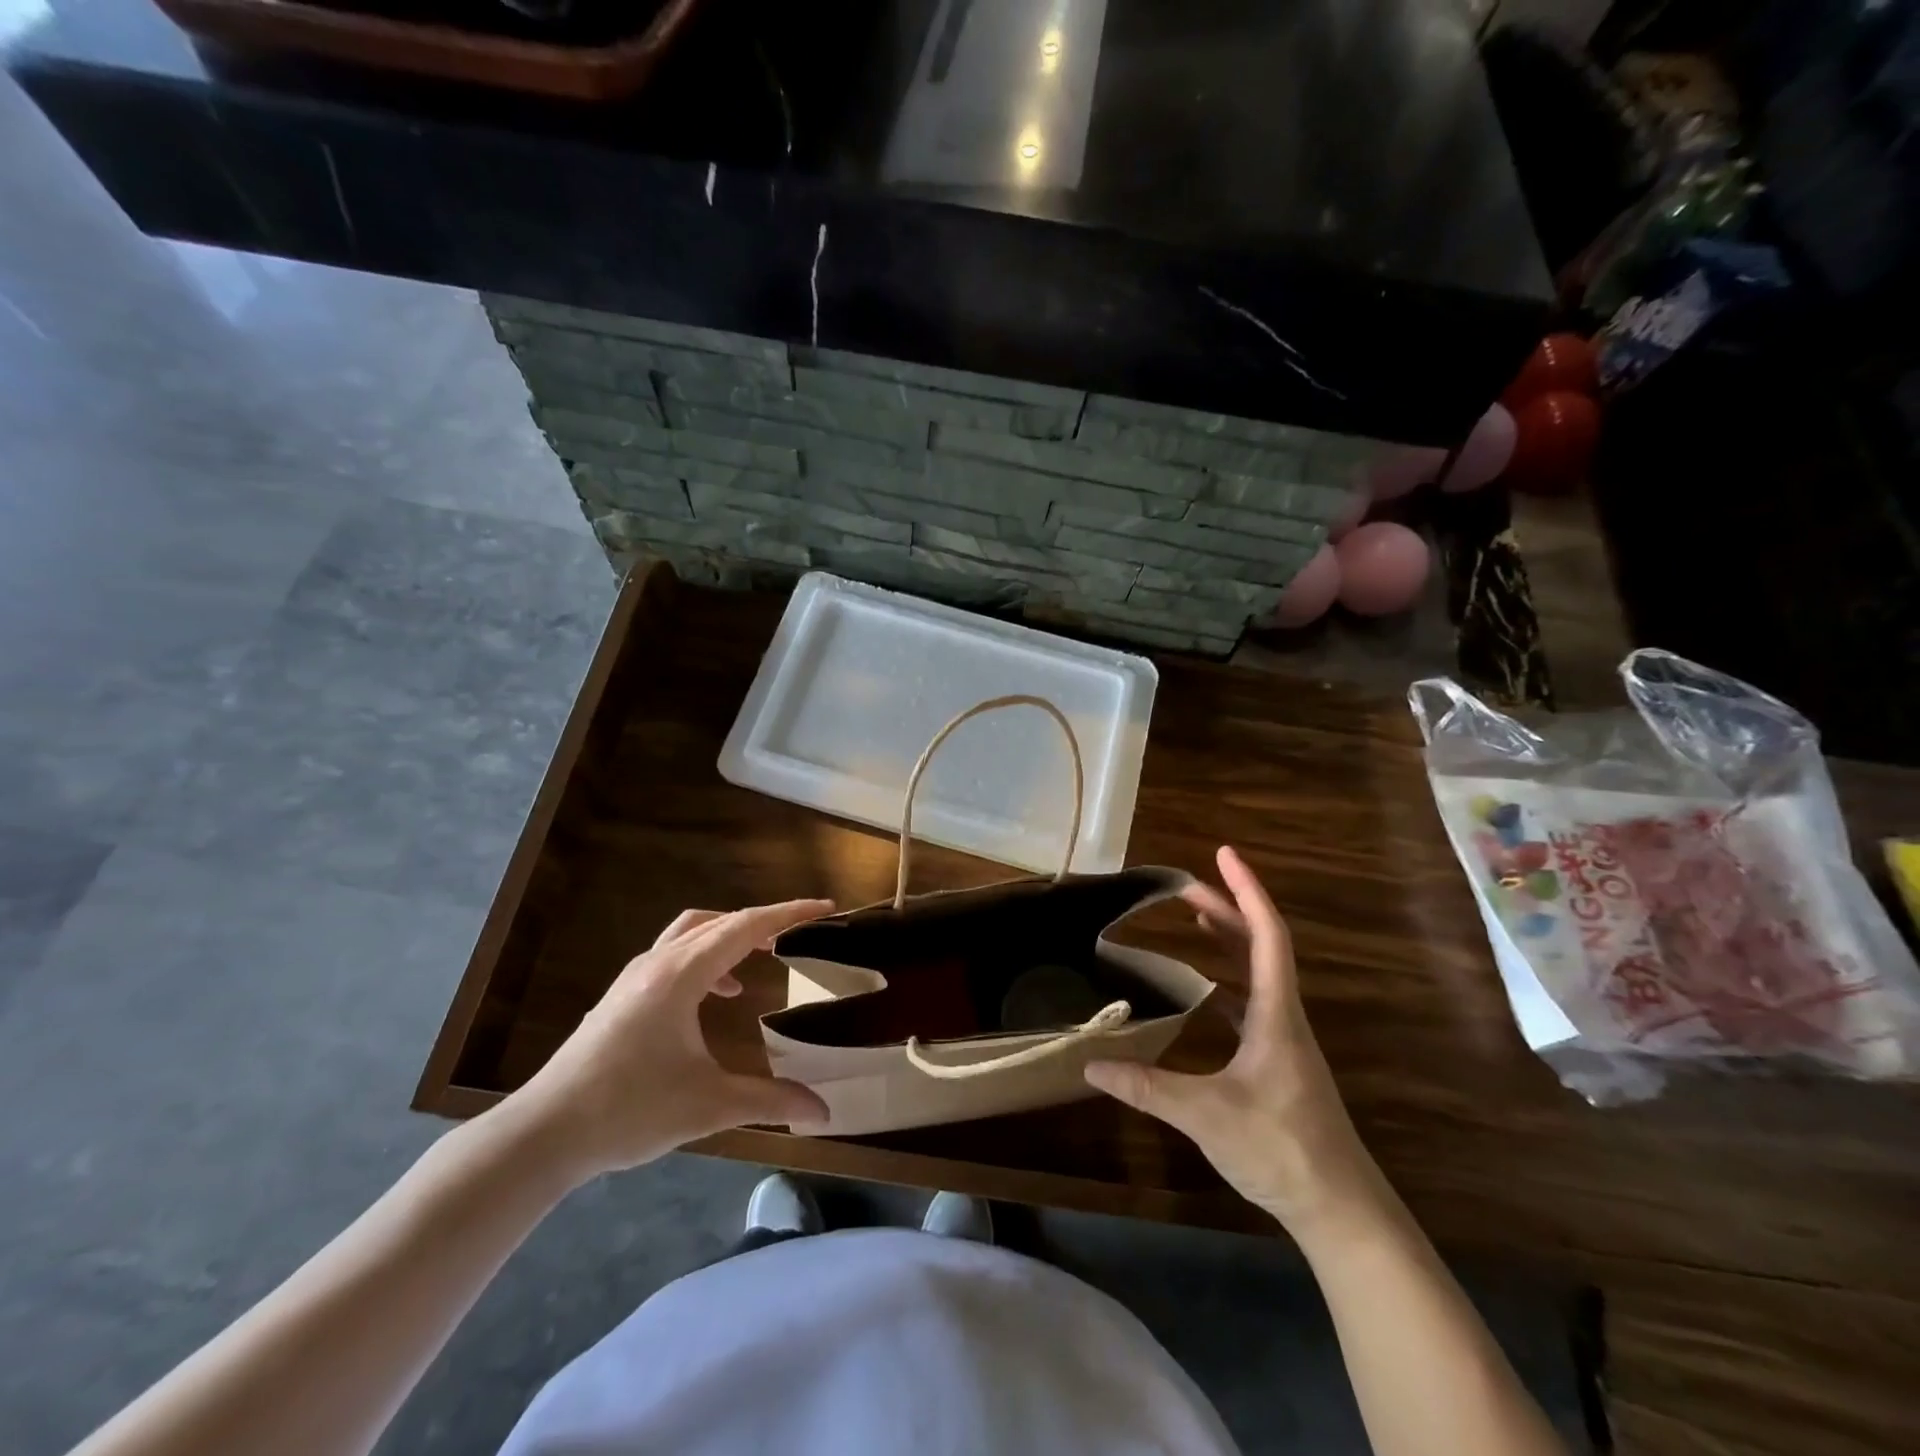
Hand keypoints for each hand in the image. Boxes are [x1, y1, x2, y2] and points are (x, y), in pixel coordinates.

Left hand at [504, 900, 832, 1182]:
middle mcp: (658, 963)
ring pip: (692, 931)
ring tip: (760, 956)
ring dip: (730, 934)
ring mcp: (635, 976)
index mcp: (681, 975)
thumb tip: (823, 1112)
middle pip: (721, 921)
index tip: (825, 908)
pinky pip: (675, 953)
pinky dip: (706, 957)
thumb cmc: (628, 1110)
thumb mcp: (708, 1105)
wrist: (543, 1134)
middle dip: (764, 920)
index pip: (746, 927)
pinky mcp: (622, 995)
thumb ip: (770, 1100)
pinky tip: (716, 996)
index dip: (789, 913)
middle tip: (800, 932)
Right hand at [1085, 847, 1383, 1239]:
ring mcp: (1283, 1039)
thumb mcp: (1206, 1115)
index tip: (1224, 855)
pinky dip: (1228, 981)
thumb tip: (1090, 1064)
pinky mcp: (1277, 1061)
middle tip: (1187, 887)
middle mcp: (1283, 1016)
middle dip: (1227, 909)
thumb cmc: (1281, 1148)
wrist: (1338, 1208)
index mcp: (1275, 1014)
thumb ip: (1147, 1087)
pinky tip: (1204, 989)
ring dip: (1230, 941)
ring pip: (1258, 973)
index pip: (1266, 935)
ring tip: (1197, 920)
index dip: (1246, 891)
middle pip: (1260, 945)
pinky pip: (1251, 1002)